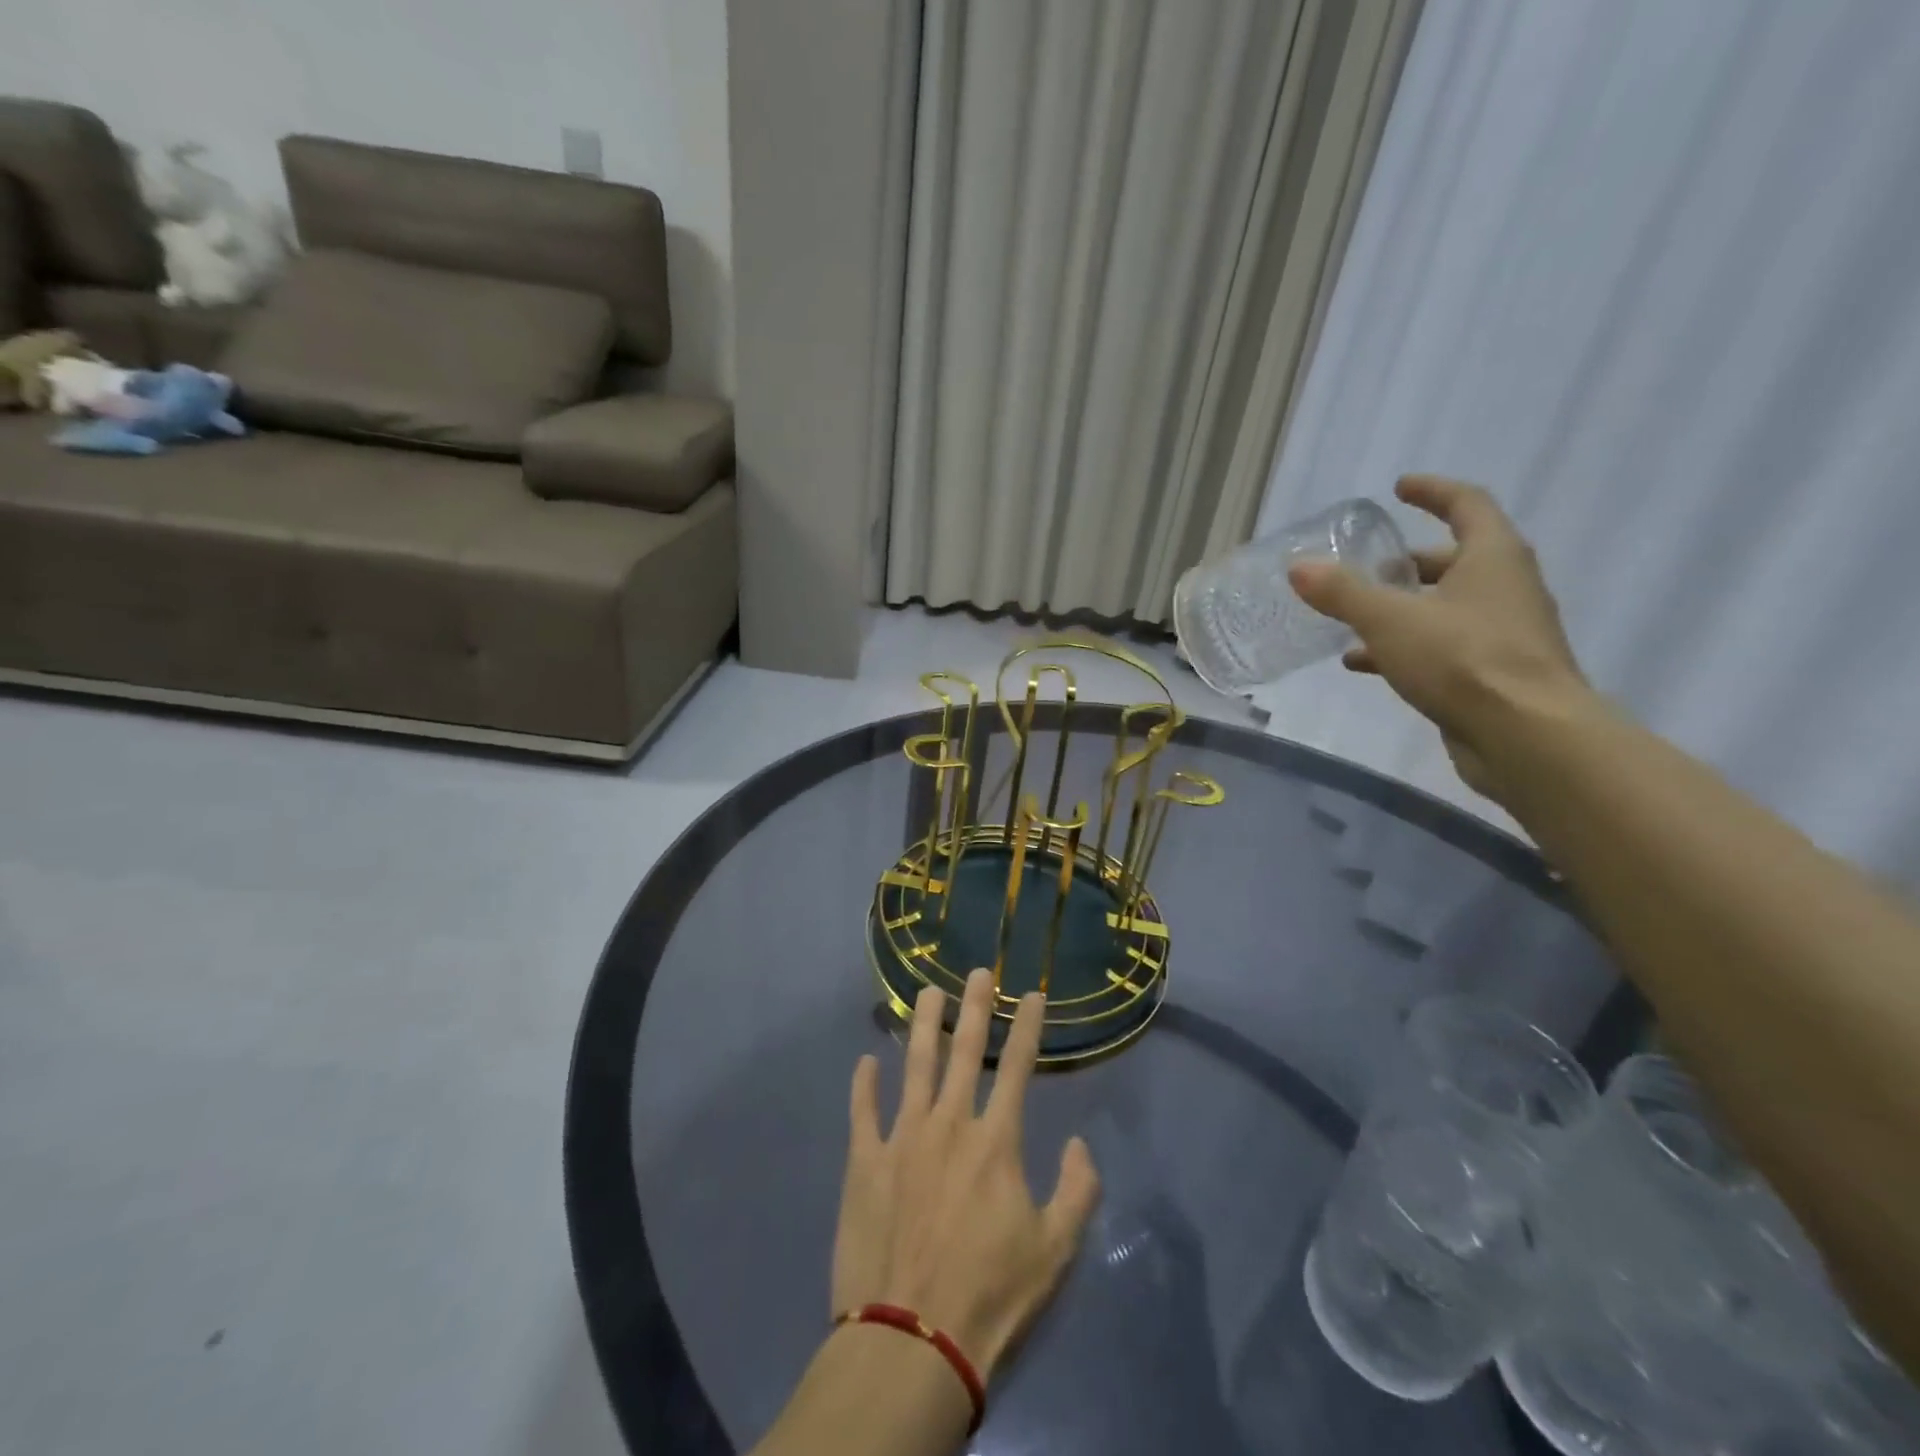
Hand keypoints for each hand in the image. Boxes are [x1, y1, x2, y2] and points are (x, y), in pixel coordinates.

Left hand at [832, 969, 1100, 1381]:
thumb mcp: (1055, 1251)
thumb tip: (1079, 1142)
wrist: (910, 1341)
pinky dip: (864, 1084)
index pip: (1017, 1067)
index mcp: (995, 1141)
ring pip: (914, 1065)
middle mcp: (948, 1124)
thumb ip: (1078, 1190)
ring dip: (923, 1025)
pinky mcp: (864, 1162)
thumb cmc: (990, 1297)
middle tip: (977, 971)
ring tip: (927, 992)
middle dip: (974, 1006)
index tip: (1031, 994)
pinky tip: (865, 1062)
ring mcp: (901, 1138)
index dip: (1027, 1026)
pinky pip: (862, 1111)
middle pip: (964, 1051)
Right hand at [1288, 475, 1591, 801]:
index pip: (1467, 504)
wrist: (1526, 737)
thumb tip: (1299, 567)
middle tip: (1366, 566)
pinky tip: (1362, 664)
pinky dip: (1403, 647)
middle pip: (1455, 560)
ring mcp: (1503, 633)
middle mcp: (1505, 588)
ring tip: (1351, 618)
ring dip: (1400, 608)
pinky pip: (1441, 647)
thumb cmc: (1463, 660)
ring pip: (1444, 607)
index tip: (1399, 488)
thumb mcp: (1390, 620)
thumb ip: (1343, 592)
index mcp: (1493, 557)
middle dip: (1407, 562)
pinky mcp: (1492, 674)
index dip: (1432, 491)